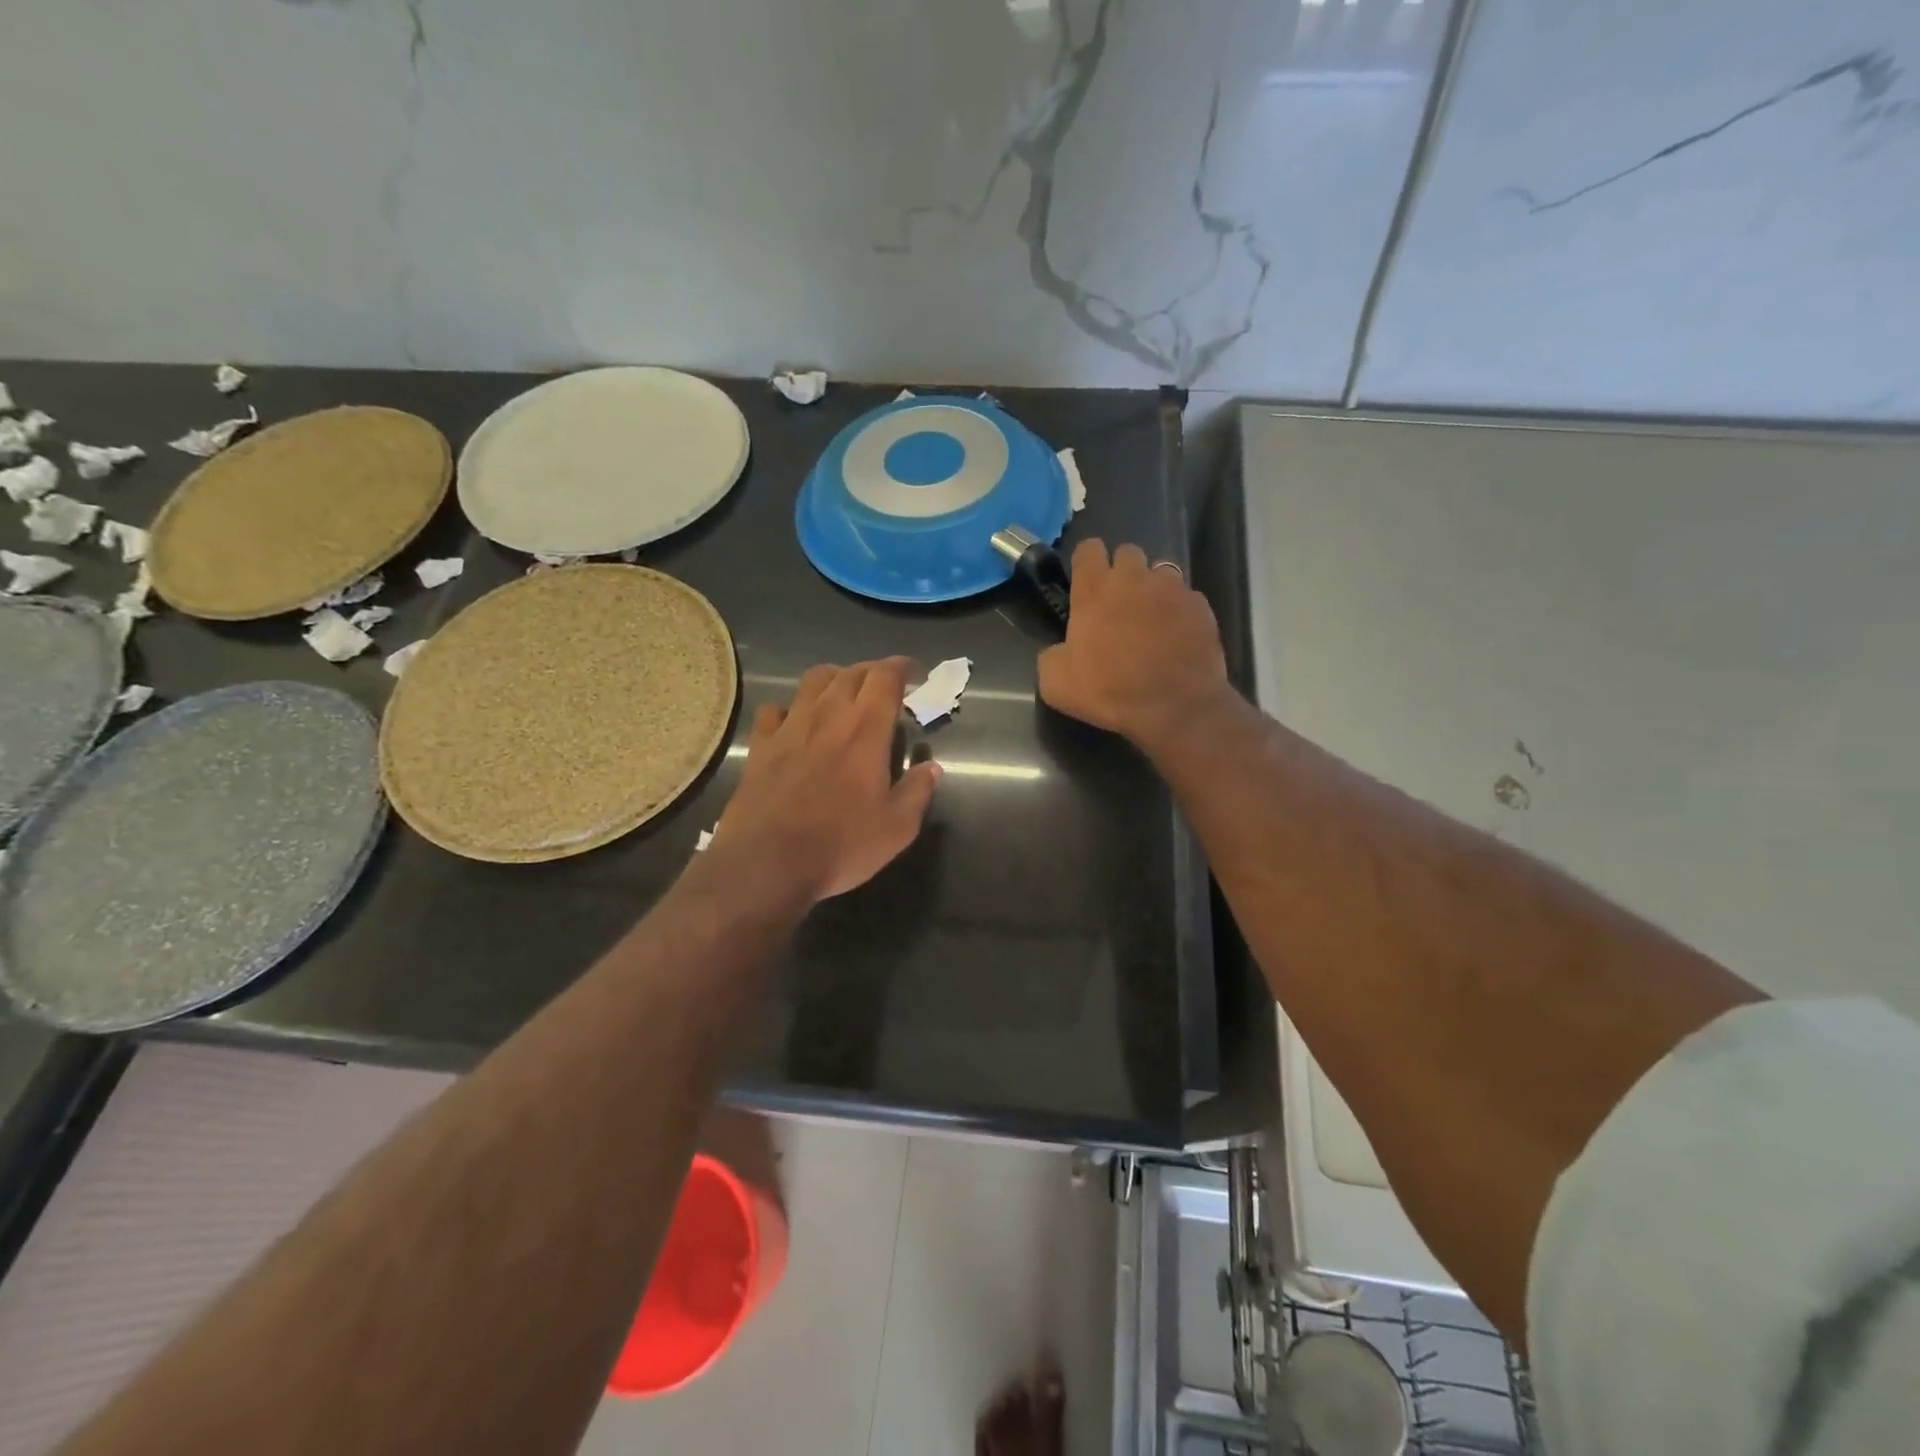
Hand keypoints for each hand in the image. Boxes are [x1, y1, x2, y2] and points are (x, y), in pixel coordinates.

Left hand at [715, 658, 941, 902]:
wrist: (767, 862)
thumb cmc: (840, 845)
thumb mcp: (896, 828)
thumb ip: (917, 792)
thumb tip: (932, 767)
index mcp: (866, 731)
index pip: (885, 678)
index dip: (900, 667)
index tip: (912, 671)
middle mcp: (828, 717)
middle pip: (850, 673)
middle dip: (872, 671)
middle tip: (884, 684)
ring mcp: (789, 728)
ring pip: (813, 681)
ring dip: (834, 678)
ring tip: (843, 692)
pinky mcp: (761, 745)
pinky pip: (774, 710)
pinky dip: (790, 708)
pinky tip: (795, 722)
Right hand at [1037, 540, 1230, 750]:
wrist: (1175, 707)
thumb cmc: (1110, 691)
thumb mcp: (1056, 683)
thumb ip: (1051, 655)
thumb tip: (1060, 649)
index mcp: (1095, 590)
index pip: (1088, 548)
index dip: (1086, 563)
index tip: (1086, 584)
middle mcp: (1134, 578)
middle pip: (1127, 553)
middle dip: (1122, 572)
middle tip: (1118, 604)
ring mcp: (1172, 588)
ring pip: (1160, 571)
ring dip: (1153, 588)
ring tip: (1151, 619)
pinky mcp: (1200, 606)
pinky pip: (1187, 597)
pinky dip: (1179, 611)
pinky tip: (1177, 636)